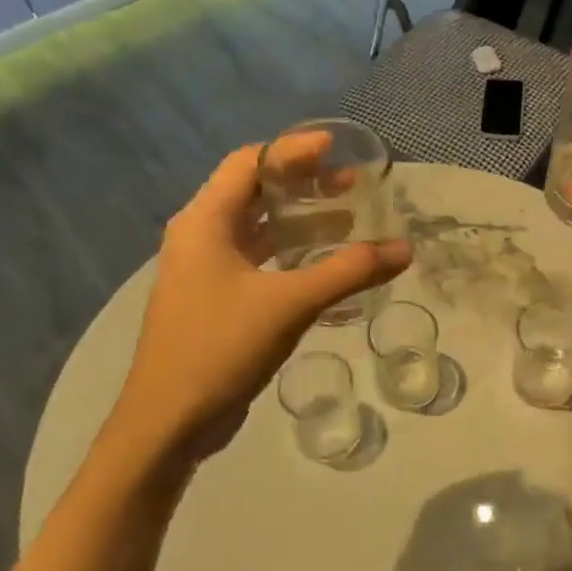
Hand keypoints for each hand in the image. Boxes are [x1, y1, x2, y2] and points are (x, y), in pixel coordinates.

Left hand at [107, 144, 410, 465]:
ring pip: (256, 229)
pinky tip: (323, 266)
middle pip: (253, 192)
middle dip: (302, 184)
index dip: (292, 150)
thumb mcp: (290, 303)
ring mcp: (204, 271)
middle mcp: (199, 237)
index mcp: (204, 221)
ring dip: (299, 221)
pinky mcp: (213, 301)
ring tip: (346, 219)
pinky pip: (257, 261)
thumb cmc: (221, 347)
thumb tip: (403, 249)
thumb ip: (349, 271)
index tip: (335, 148)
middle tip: (350, 184)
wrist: (168, 423)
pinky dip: (290, 254)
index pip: (249, 164)